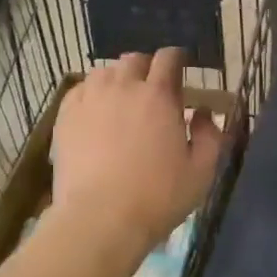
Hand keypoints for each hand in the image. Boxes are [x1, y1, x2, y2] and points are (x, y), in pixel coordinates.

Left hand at [52, 48, 222, 262]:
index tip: (180, 68)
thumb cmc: (157, 197)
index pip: (168, 58)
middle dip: (146, 68)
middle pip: (134, 60)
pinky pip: (80, 89)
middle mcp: (123, 87)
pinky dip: (91, 93)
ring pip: (105, 72)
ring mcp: (90, 98)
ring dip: (117, 79)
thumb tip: (204, 113)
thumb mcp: (201, 172)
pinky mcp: (66, 115)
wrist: (99, 218)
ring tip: (121, 99)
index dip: (176, 59)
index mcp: (159, 95)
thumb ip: (210, 136)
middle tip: (152, 89)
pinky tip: (95, 111)